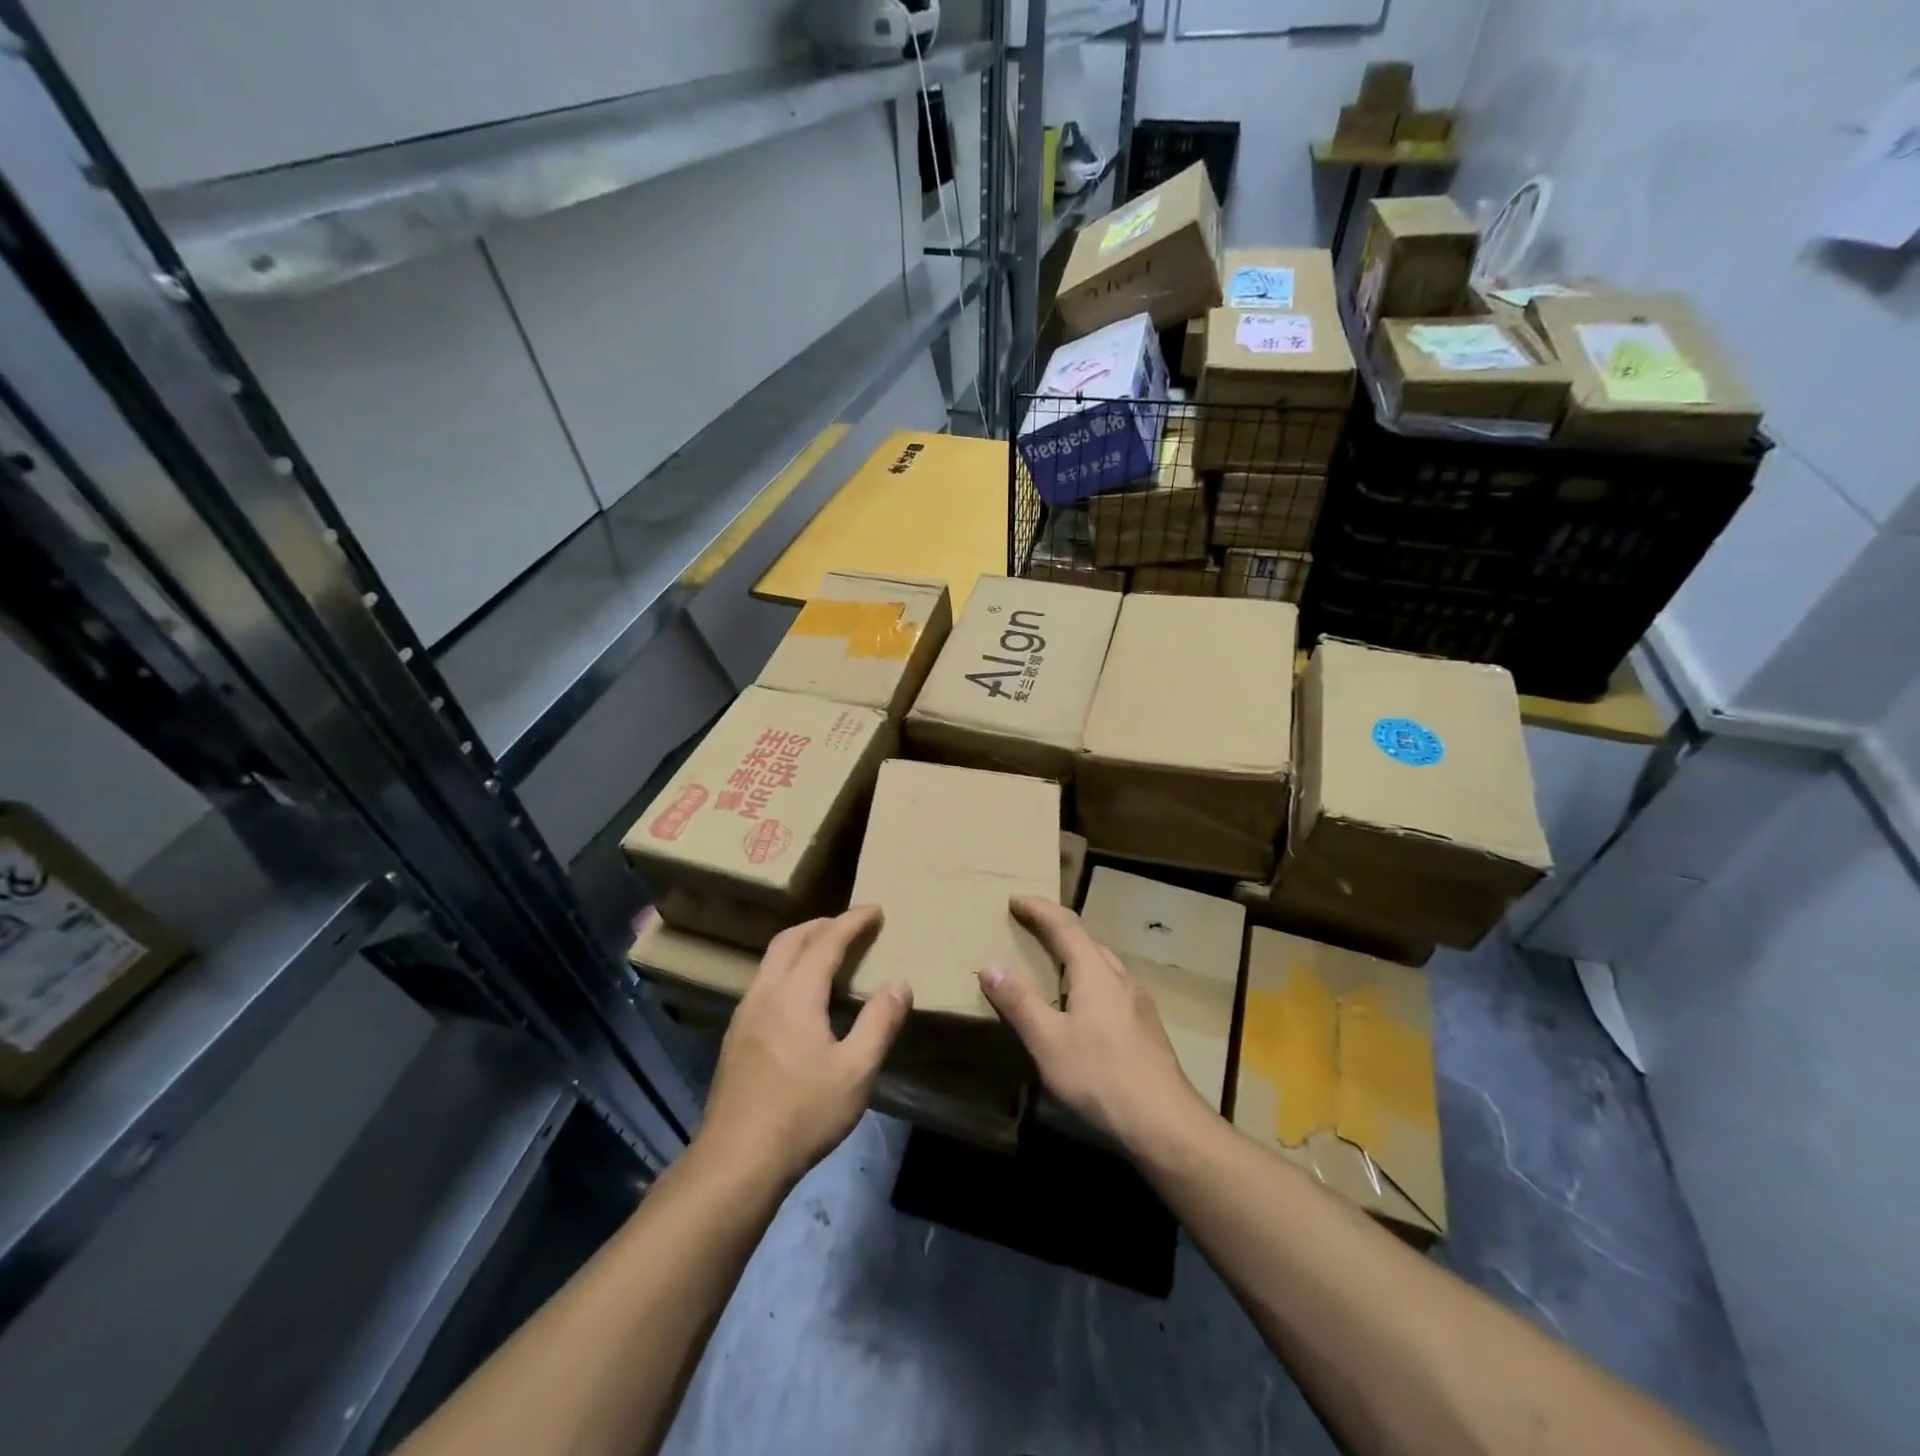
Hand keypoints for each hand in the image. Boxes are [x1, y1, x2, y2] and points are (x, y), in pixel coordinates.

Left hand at [698, 906, 911, 1186]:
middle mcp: (766, 993)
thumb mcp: (856, 1070)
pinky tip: (799, 995)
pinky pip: (764, 982)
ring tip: (827, 953)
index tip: (876, 909)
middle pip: (790, 939)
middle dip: (822, 924)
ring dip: (801, 945)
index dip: (853, 921)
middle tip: (851, 925)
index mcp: (796, 994)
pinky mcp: (735, 1037)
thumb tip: (899, 983)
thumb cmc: (803, 1113)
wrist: (737, 1160)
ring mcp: (745, 1014)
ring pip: (771, 960)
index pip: (827, 941)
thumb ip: (880, 1022)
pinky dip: (787, 968)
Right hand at [978, 895, 1212, 1156]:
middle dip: (1057, 927)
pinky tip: (1084, 1003)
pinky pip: (1111, 985)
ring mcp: (1138, 1002)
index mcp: (1095, 972)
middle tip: (1030, 925)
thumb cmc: (1100, 1077)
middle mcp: (1120, 977)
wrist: (1164, 1122)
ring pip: (1103, 963)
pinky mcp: (1145, 1026)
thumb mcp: (1048, 1041)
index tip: (1016, 899)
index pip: (1065, 926)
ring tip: (1053, 961)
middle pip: (1087, 940)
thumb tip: (990, 965)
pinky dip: (1089, 977)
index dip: (1040, 910)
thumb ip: (1019, 1002)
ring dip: (1076, 952)